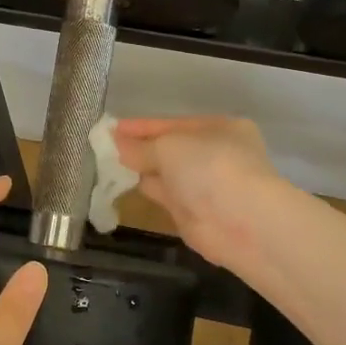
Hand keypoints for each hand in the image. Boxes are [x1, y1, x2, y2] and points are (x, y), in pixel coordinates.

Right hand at [112, 116, 284, 266]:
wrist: (241, 221)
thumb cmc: (209, 167)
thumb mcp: (169, 147)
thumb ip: (140, 146)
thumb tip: (117, 144)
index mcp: (219, 128)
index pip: (173, 124)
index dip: (142, 126)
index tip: (111, 128)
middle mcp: (215, 154)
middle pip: (170, 149)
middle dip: (140, 147)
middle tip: (104, 147)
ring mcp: (206, 185)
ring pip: (166, 173)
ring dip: (140, 169)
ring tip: (105, 164)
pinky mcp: (194, 213)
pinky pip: (164, 194)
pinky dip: (145, 188)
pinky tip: (121, 184)